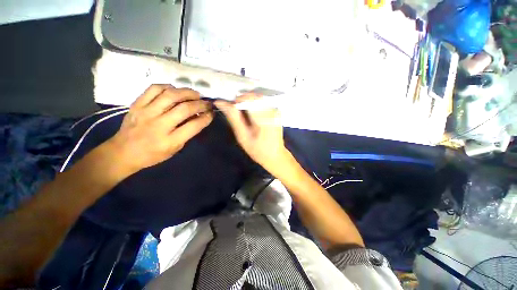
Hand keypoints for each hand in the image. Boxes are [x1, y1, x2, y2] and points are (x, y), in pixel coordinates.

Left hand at [106, 84, 212, 173]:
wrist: (123, 152)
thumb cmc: (153, 154)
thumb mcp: (175, 149)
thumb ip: (187, 134)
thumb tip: (198, 118)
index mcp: (170, 141)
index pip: (194, 126)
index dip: (206, 118)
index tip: (211, 113)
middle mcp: (159, 125)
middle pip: (184, 109)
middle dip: (200, 104)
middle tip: (207, 103)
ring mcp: (146, 112)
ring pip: (170, 95)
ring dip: (187, 92)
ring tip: (195, 94)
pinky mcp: (137, 104)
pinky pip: (154, 89)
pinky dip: (167, 87)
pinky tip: (175, 90)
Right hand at [214, 94, 291, 175]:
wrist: (275, 155)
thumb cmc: (258, 150)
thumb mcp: (242, 136)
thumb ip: (233, 118)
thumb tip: (220, 102)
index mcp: (264, 118)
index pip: (249, 99)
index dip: (237, 101)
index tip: (231, 109)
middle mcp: (272, 110)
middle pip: (253, 96)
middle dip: (242, 101)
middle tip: (237, 114)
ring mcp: (275, 110)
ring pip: (257, 98)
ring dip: (247, 103)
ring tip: (245, 117)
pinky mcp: (276, 111)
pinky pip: (262, 102)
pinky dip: (254, 106)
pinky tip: (252, 117)